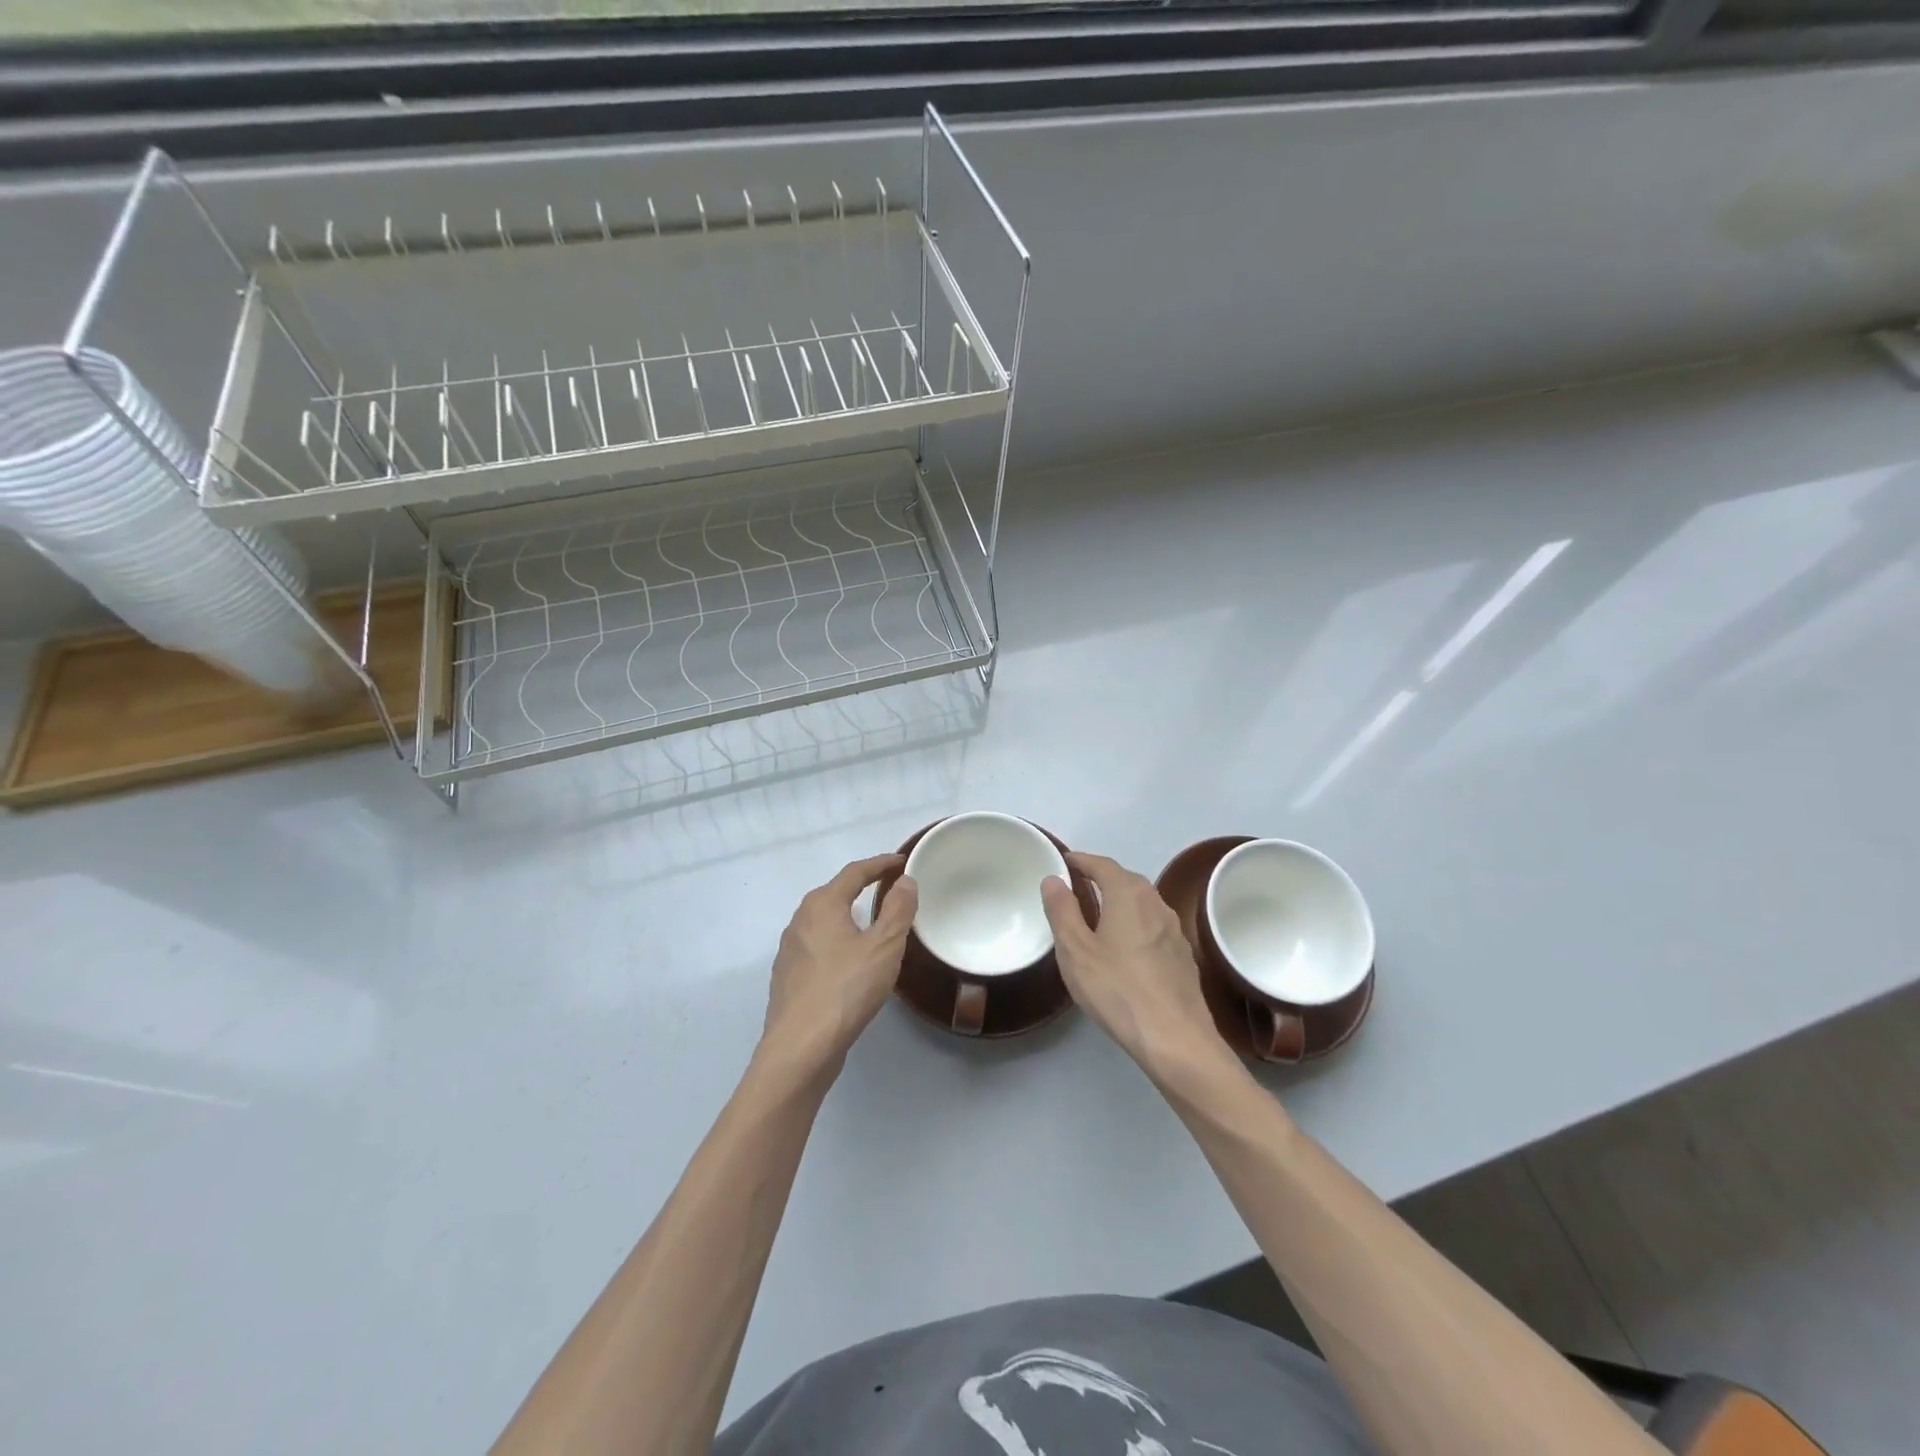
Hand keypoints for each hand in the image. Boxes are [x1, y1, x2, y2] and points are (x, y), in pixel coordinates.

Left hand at [761, 854, 918, 1075]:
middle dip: (862, 887)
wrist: (800, 1048)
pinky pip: (818, 946)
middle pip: (835, 893)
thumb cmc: (846, 989)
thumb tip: (904, 880)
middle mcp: (800, 920)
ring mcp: (790, 950)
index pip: (854, 873)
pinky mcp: (788, 978)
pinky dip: (838, 942)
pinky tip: (850, 961)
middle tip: (890, 890)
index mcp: (822, 905)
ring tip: (873, 924)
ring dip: (849, 916)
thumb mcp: (884, 947)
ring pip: (824, 922)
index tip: (901, 861)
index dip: (880, 864)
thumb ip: (898, 910)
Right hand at [1042, 853, 1233, 1082]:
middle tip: (1077, 889)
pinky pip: (1153, 926)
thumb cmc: (1117, 989)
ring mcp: (1174, 929)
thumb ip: (1062, 910)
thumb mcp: (1075, 950)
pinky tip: (1125, 947)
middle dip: (1101, 878)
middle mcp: (1155, 903)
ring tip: (1098, 916)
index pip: (1102, 864)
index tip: (1064, 862)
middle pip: (1126, 879)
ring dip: (1120, 901)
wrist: (1175, 1038)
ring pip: (1142, 903)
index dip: (1081, 860)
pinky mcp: (1183, 955)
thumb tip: (1054, 879)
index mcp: (1128, 895)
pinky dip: (1135, 924)